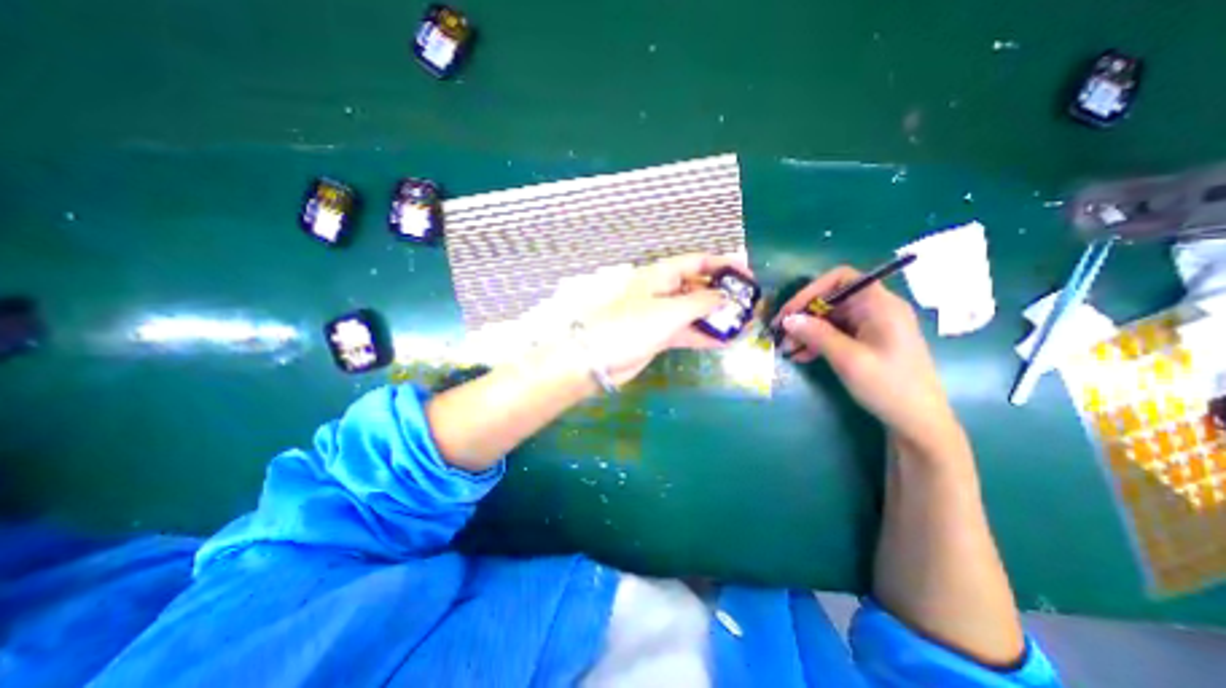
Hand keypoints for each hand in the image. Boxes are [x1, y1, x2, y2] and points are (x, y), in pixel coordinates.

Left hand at [581, 252, 746, 387]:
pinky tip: (726, 341)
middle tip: (749, 305)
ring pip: (695, 311)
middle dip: (723, 294)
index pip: (698, 262)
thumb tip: (726, 298)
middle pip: (699, 286)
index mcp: (662, 275)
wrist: (599, 358)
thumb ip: (701, 303)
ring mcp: (662, 314)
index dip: (723, 265)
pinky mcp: (660, 335)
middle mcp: (663, 291)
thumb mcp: (670, 311)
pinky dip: (705, 335)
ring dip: (717, 317)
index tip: (747, 276)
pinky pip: (687, 331)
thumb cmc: (632, 326)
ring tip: (744, 324)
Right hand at [773, 266, 957, 442]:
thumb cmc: (888, 386)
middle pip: (832, 299)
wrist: (918, 421)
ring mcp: (873, 326)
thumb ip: (817, 334)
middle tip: (780, 335)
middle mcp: (877, 309)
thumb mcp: (848, 359)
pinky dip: (817, 342)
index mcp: (880, 305)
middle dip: (804, 316)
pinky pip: (837, 333)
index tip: (790, 312)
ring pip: (830, 318)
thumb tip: (788, 319)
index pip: (841, 278)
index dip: (811, 290)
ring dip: (806, 331)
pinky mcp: (868, 341)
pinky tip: (801, 357)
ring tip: (787, 350)